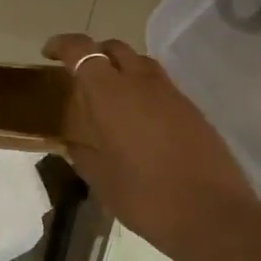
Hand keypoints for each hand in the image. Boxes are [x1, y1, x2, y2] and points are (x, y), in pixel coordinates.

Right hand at [43, 34, 260, 260]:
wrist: (212, 214)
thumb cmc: (147, 199)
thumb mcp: (103, 180)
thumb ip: (84, 153)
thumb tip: (75, 143)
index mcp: (112, 95)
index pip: (83, 51)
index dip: (63, 45)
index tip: (48, 54)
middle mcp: (143, 83)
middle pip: (115, 48)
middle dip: (94, 53)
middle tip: (80, 76)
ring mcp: (173, 94)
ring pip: (141, 63)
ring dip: (122, 69)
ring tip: (109, 98)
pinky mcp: (193, 109)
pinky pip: (161, 86)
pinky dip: (143, 89)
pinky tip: (138, 119)